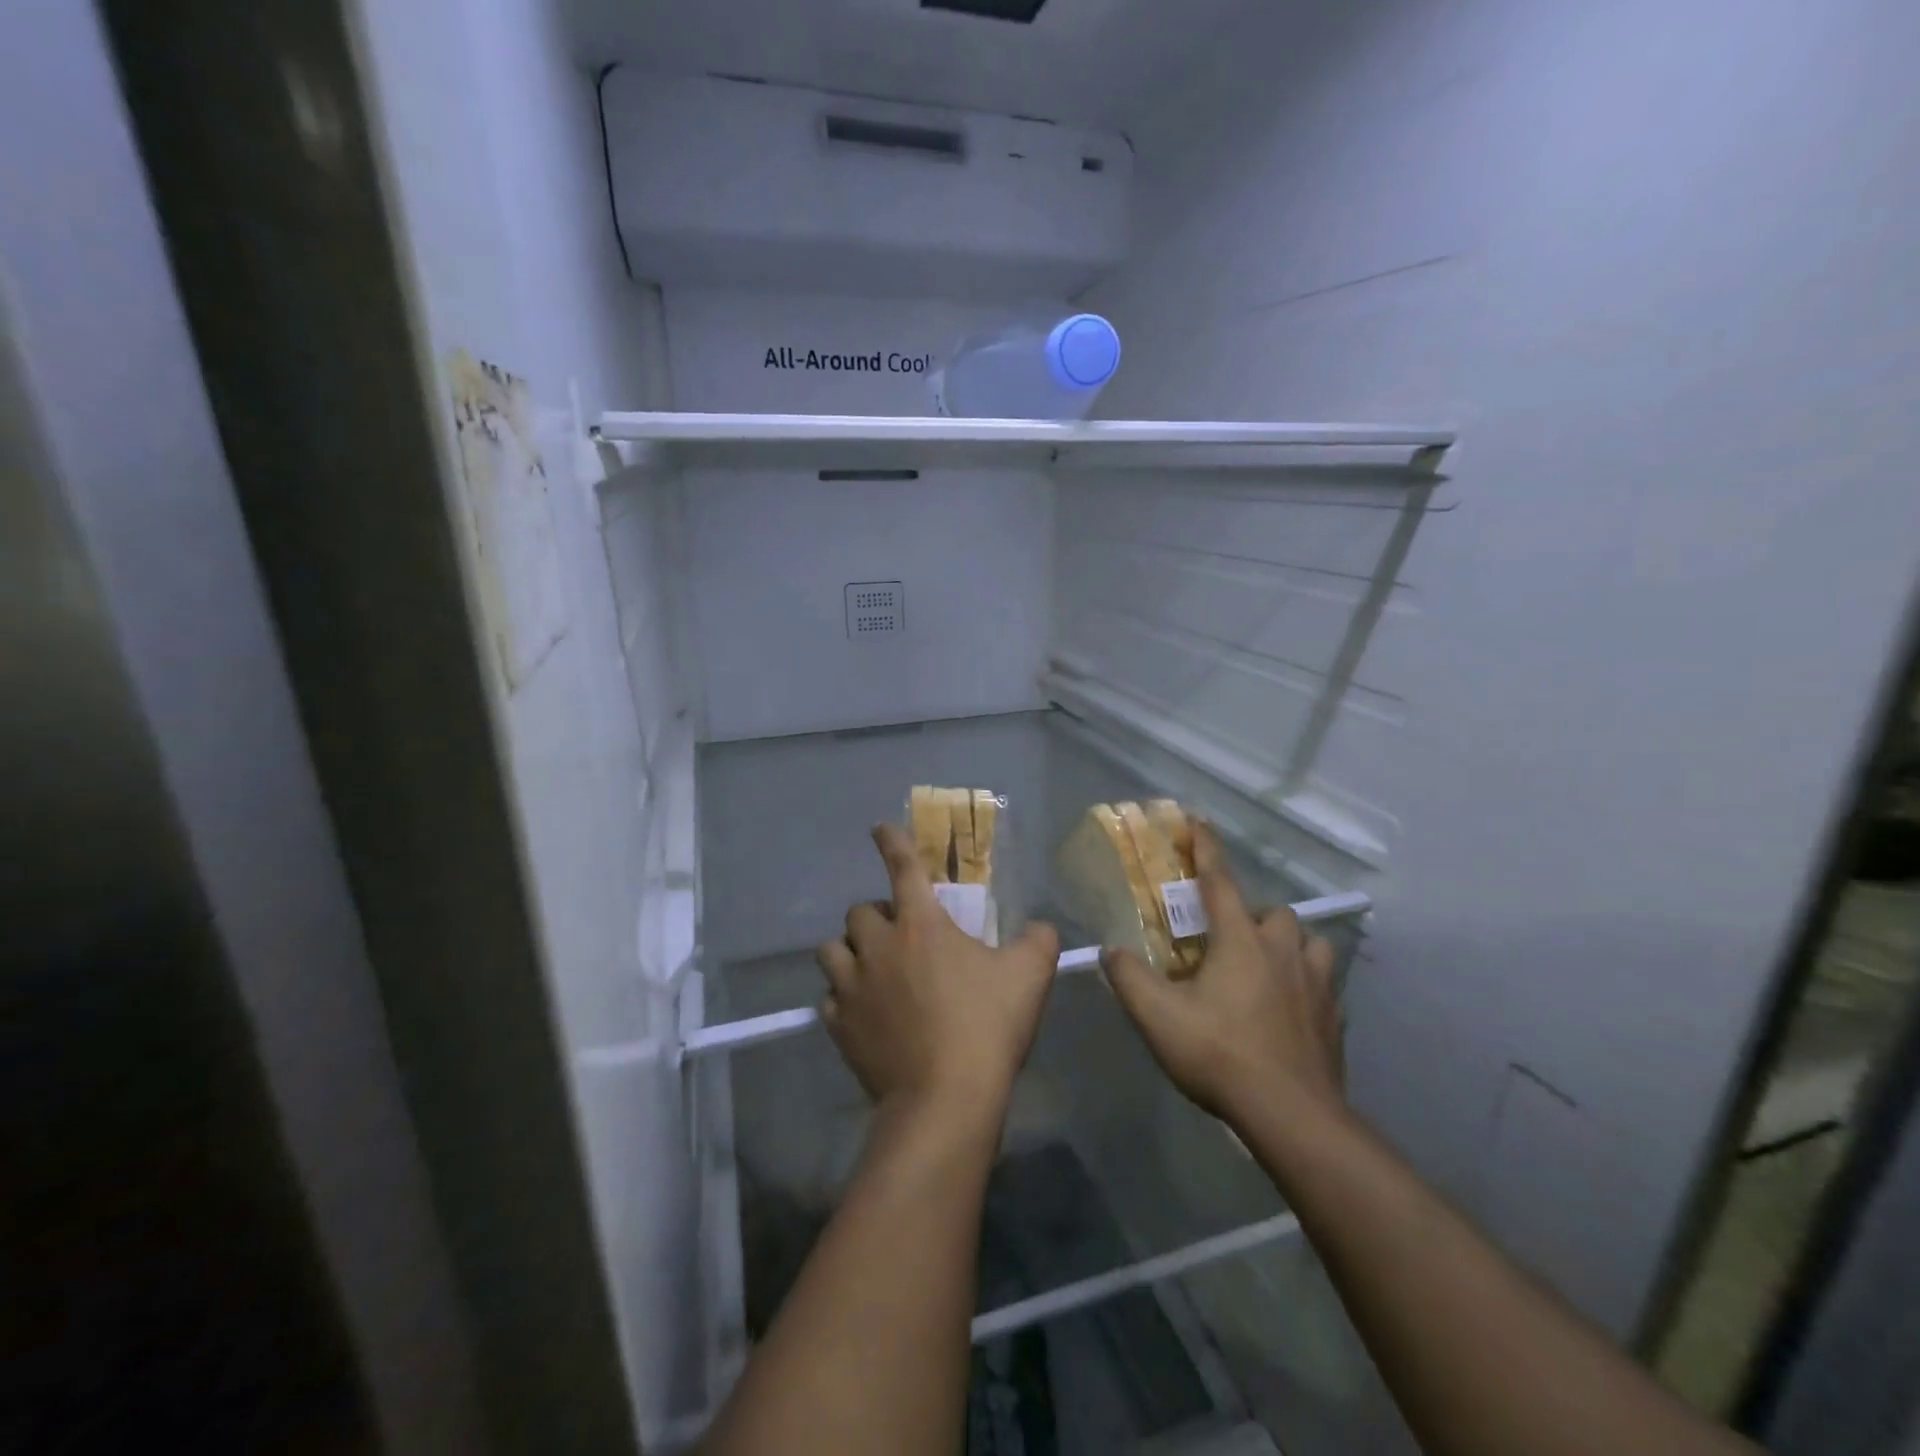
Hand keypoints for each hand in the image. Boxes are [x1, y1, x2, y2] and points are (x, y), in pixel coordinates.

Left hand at [817, 825, 1060, 1117]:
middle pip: (859, 911)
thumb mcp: (1030, 975)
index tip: (878, 829)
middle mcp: (878, 946)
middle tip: (900, 935)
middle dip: (877, 915)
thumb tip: (1040, 928)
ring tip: (871, 967)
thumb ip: (1038, 940)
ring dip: (850, 952)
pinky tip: (862, 1011)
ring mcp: (853, 987)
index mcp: (921, 924)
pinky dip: (844, 997)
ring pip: (832, 951)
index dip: (892, 843)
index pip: (902, 868)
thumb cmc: (987, 1026)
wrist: (945, 1098)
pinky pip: (830, 998)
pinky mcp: (839, 1025)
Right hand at [1102, 822, 1343, 1129]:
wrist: (1291, 1116)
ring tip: (1267, 970)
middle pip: (1273, 913)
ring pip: (1309, 944)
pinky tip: (1290, 1012)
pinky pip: (1324, 987)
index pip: (1219, 881)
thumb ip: (1128, 977)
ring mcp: (1316, 985)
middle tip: (1228, 942)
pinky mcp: (1335, 1020)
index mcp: (1240, 940)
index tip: (1198, 821)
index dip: (1205, 849)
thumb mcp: (1157, 1016)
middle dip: (1252, 917)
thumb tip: (1110, 950)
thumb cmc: (1220, 1054)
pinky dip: (1306, 988)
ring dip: (1289, 947)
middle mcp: (1283, 951)